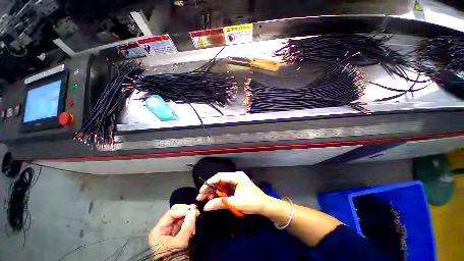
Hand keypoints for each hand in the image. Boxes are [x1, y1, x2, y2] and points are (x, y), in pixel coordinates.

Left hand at [149, 204, 199, 257]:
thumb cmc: (171, 258)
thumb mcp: (178, 244)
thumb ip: (186, 227)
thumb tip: (193, 211)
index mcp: (159, 230)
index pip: (171, 214)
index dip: (182, 210)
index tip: (193, 209)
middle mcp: (164, 228)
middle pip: (176, 213)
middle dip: (186, 212)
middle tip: (196, 211)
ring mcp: (170, 231)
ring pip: (181, 218)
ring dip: (189, 218)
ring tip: (195, 221)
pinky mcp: (177, 234)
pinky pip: (184, 224)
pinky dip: (190, 224)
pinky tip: (194, 226)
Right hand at [196, 171, 268, 214]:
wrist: (264, 205)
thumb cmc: (252, 202)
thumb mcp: (236, 203)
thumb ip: (220, 203)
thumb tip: (205, 207)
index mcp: (237, 176)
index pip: (220, 176)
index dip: (209, 183)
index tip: (201, 191)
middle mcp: (235, 176)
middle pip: (220, 180)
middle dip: (210, 188)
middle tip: (201, 198)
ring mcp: (236, 181)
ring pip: (221, 185)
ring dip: (214, 192)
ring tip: (206, 200)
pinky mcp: (236, 186)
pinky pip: (225, 188)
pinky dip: (219, 194)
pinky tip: (214, 199)